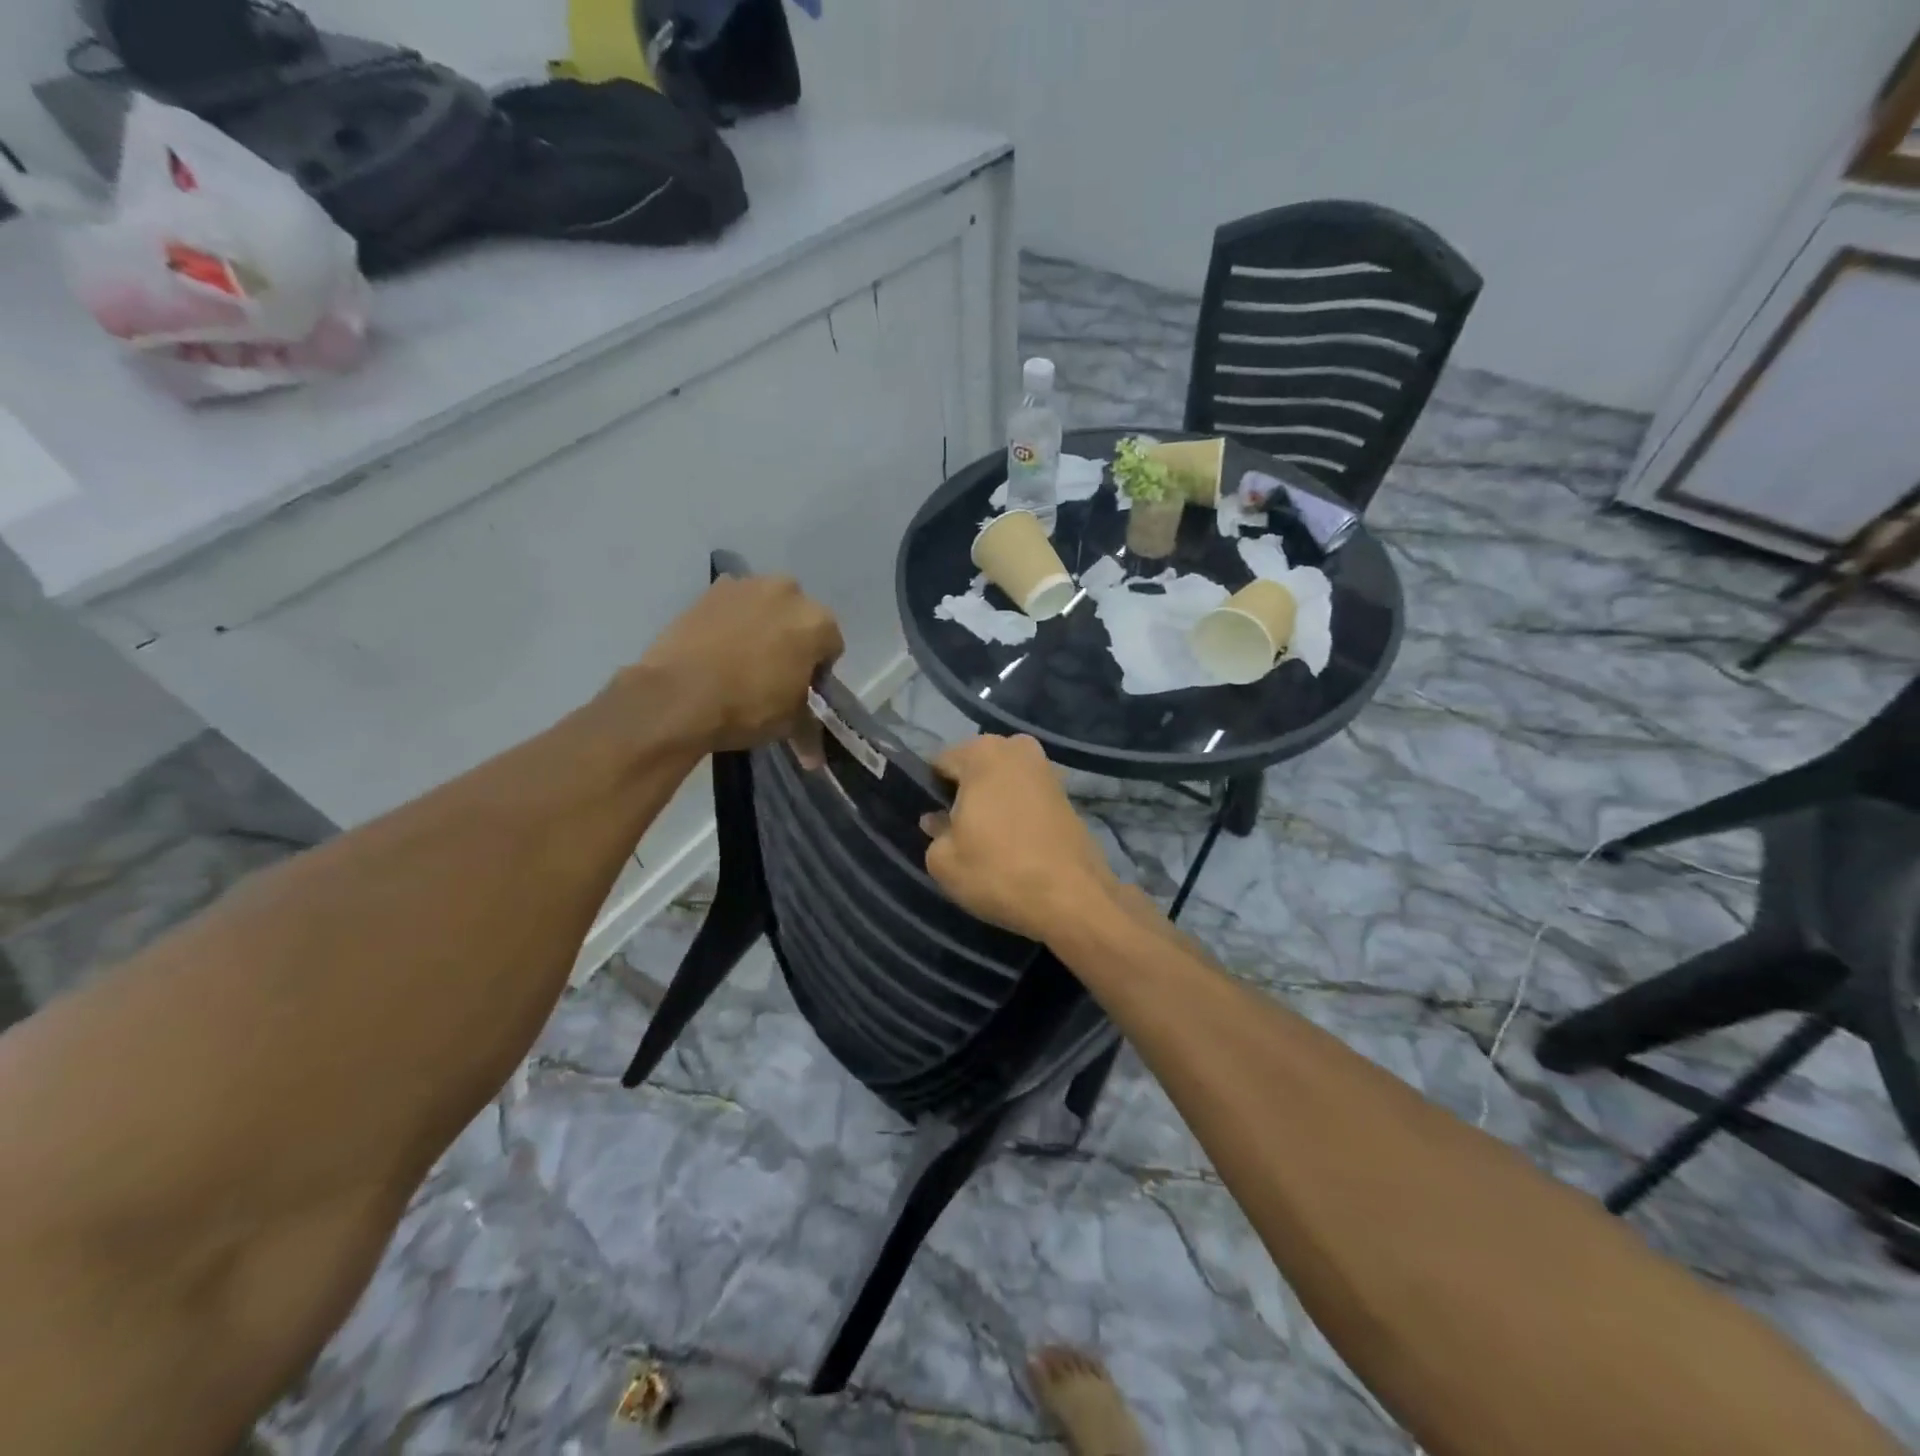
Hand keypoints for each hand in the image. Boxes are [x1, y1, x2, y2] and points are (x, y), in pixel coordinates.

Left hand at [633, 575, 843, 753]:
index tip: (801, 690)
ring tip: (742, 659)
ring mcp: (746, 586)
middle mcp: (788, 592)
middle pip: (799, 617)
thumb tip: (815, 760)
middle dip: (792, 639)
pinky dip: (731, 621)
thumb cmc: (747, 707)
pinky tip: (717, 648)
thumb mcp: (788, 723)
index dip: (817, 670)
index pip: (831, 646)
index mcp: (817, 622)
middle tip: (773, 672)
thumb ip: (808, 729)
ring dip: (762, 625)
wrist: (678, 695)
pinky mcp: (710, 590)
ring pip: (766, 606)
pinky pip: (733, 605)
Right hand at [922, 735, 1117, 941]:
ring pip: (1003, 781)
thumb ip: (933, 832)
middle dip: (964, 793)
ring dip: (992, 802)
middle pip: (975, 768)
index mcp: (982, 752)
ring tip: (988, 841)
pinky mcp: (1067, 794)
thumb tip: (937, 820)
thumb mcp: (943, 860)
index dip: (930, 793)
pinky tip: (1015, 844)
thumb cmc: (998, 871)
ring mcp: (1047, 768)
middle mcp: (1017, 748)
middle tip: (958, 833)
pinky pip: (1027, 796)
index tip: (932, 823)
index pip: (939, 764)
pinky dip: (1017, 812)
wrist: (1073, 899)